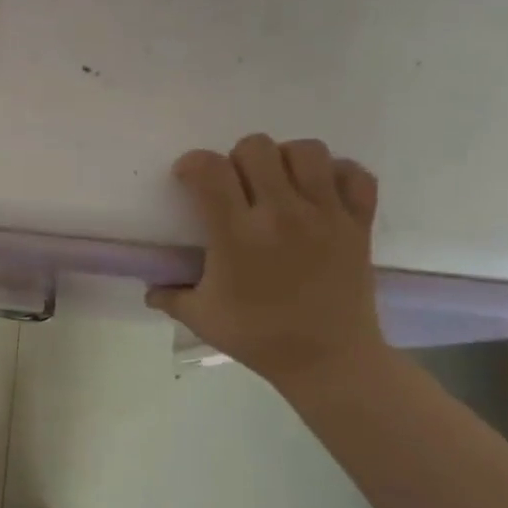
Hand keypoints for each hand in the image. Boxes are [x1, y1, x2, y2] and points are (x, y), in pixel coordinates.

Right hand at [147, 135, 386, 390]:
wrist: (329, 360)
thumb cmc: (258, 338)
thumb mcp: (201, 318)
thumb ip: (169, 295)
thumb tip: (149, 287)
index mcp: (237, 235)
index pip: (210, 170)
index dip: (192, 164)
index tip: (188, 179)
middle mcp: (281, 214)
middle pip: (256, 147)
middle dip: (237, 158)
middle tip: (235, 185)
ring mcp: (325, 215)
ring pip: (306, 151)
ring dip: (285, 160)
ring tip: (278, 184)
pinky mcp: (358, 224)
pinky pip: (355, 175)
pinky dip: (337, 174)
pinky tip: (320, 192)